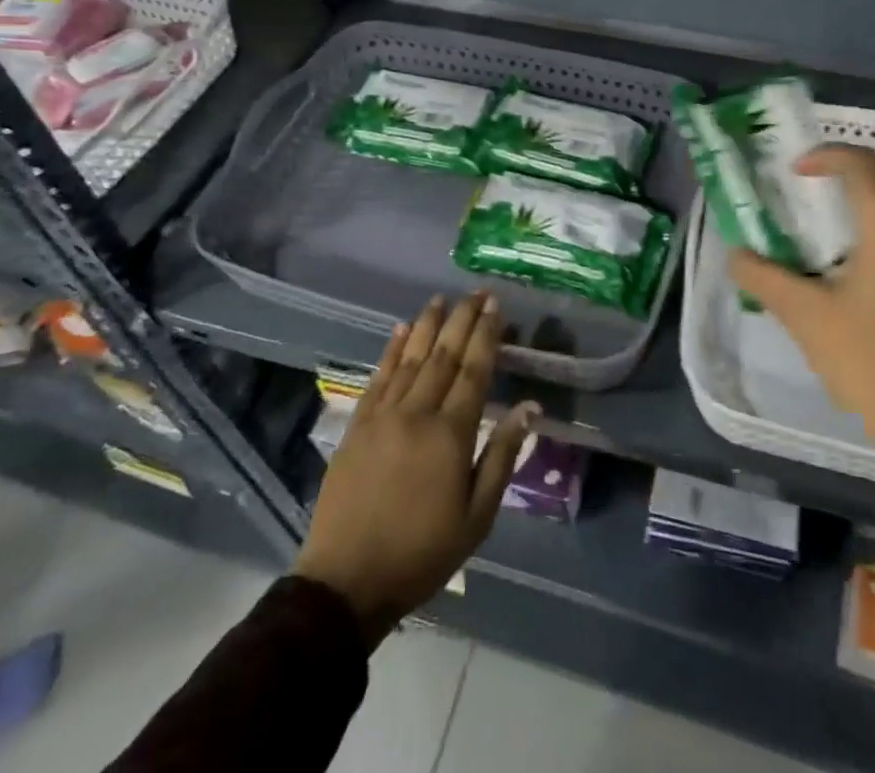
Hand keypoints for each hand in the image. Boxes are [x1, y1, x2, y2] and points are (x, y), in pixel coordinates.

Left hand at [293, 293, 537, 646]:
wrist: (346, 582)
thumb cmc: (422, 553)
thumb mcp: (477, 517)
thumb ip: (501, 456)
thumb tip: (528, 407)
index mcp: (451, 434)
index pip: (474, 371)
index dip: (486, 335)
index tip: (496, 306)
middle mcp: (417, 413)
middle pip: (444, 355)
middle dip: (462, 320)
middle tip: (476, 292)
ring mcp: (383, 416)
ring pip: (411, 358)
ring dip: (428, 326)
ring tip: (441, 299)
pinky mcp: (357, 425)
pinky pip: (378, 377)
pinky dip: (391, 350)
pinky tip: (401, 331)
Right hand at [730, 145, 874, 566]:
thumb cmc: (869, 360)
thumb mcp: (805, 316)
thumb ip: (764, 277)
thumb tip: (735, 254)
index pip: (863, 165)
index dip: (827, 156)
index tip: (796, 173)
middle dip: (846, 190)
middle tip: (810, 211)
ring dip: (868, 219)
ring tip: (832, 249)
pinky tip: (864, 285)